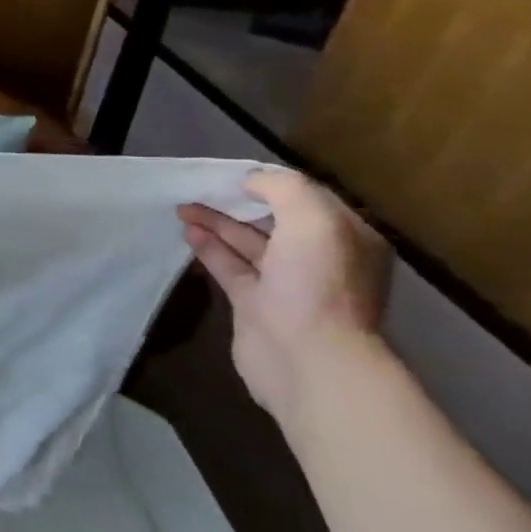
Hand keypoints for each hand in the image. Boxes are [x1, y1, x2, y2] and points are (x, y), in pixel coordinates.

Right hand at [176, 168, 391, 416]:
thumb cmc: (316, 283)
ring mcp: (287, 284)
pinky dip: (210, 248)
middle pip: (275, 221)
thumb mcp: (312, 220)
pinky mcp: (255, 305)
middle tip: (202, 188)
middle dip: (239, 203)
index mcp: (347, 238)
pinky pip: (230, 267)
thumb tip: (252, 180)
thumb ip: (284, 190)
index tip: (234, 175)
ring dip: (218, 224)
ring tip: (183, 207)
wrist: (305, 356)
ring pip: (248, 244)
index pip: (308, 200)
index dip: (271, 185)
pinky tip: (188, 232)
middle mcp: (321, 259)